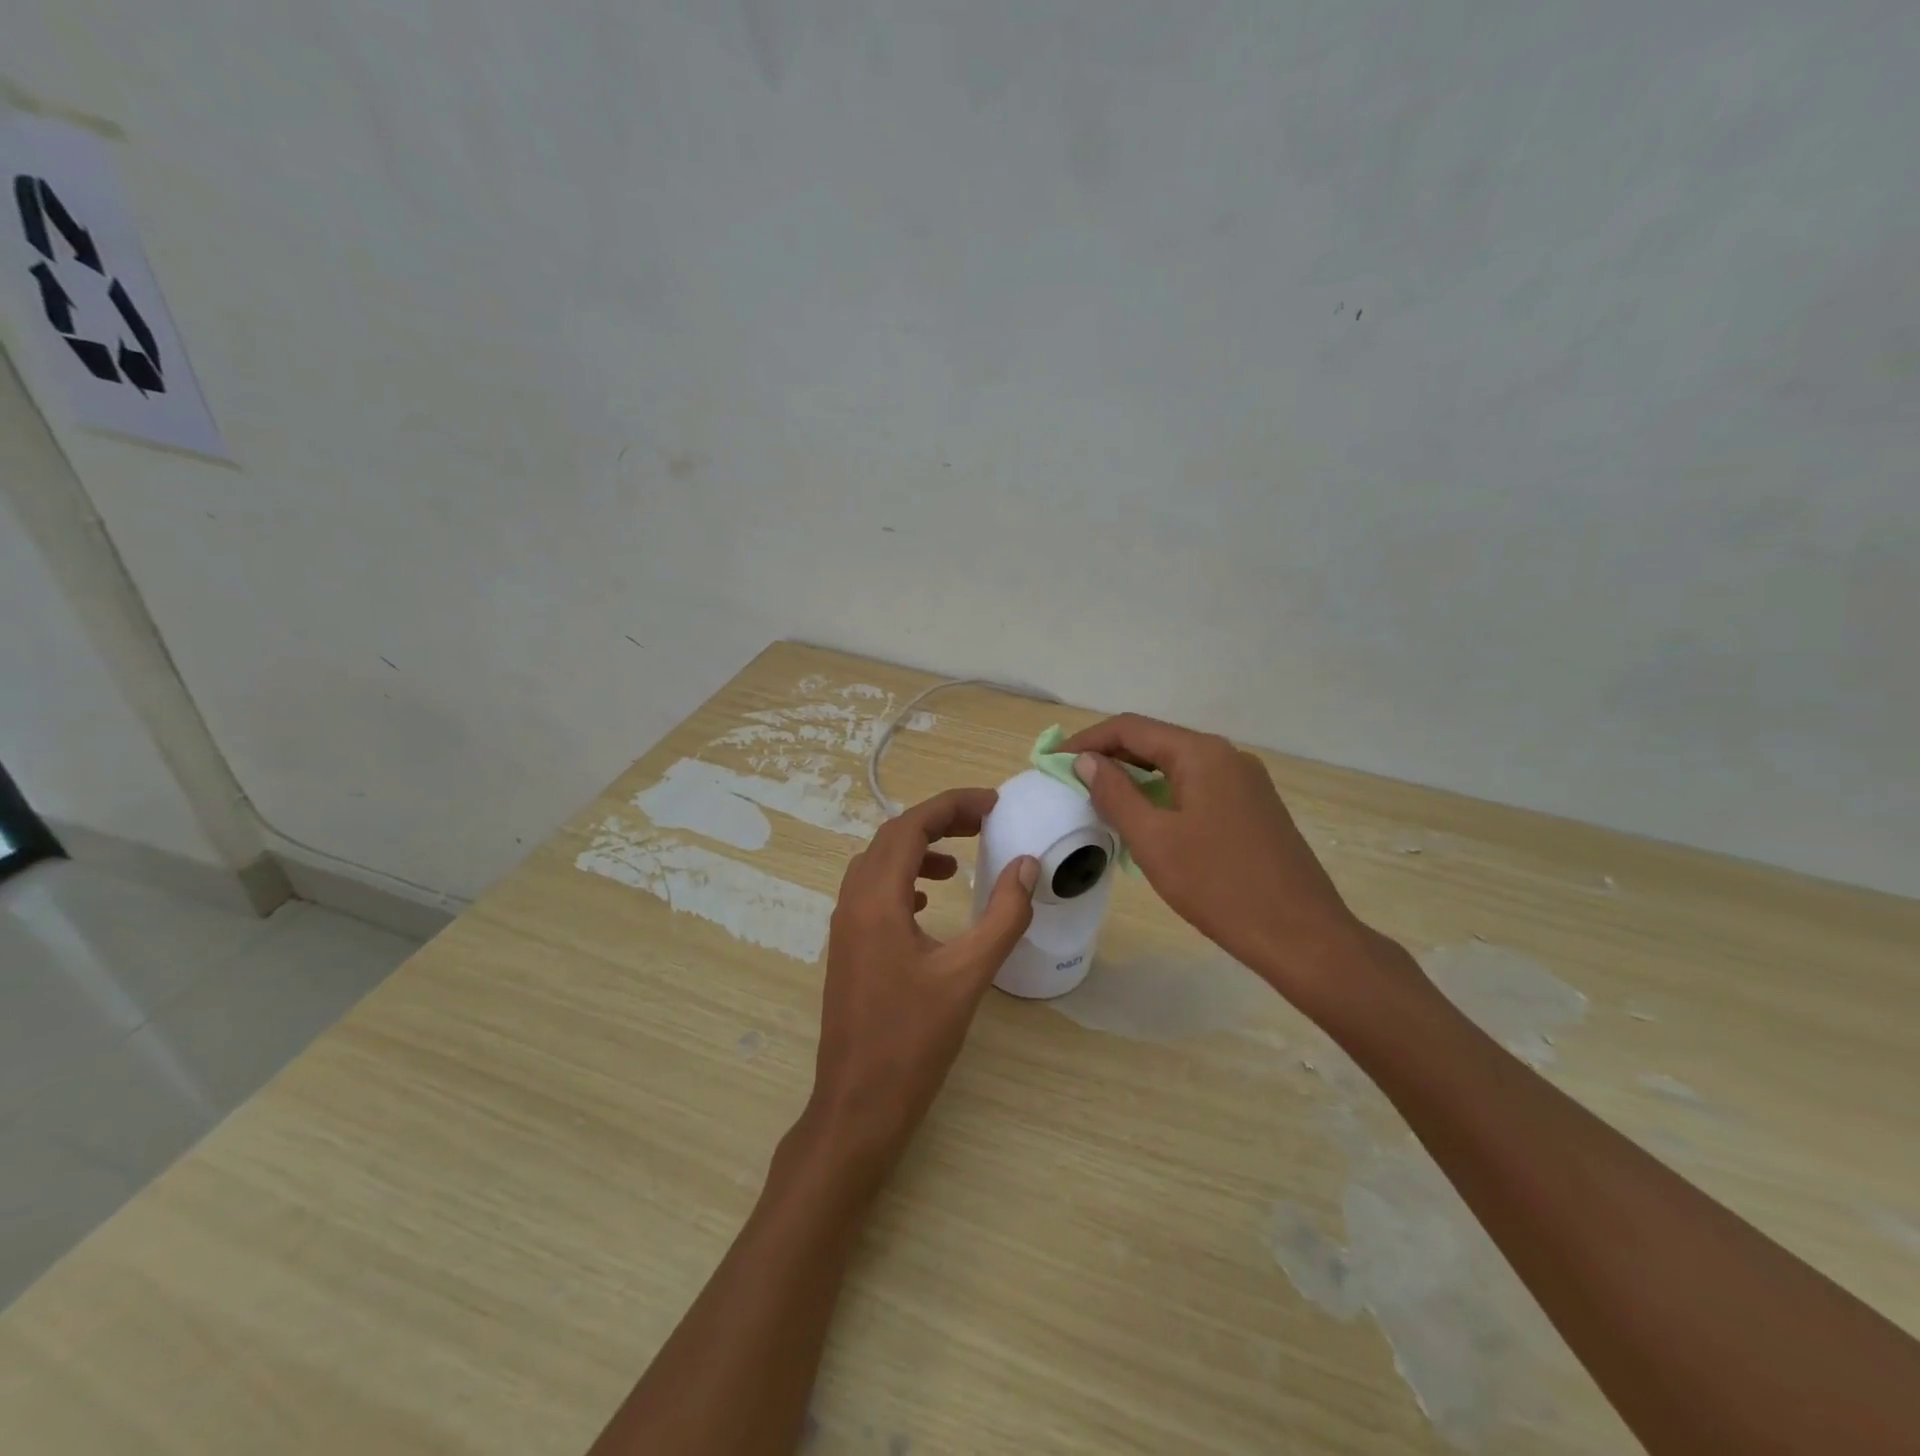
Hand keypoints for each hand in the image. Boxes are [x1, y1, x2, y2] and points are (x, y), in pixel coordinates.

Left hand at [806, 788, 1038, 1185]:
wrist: (857, 1105)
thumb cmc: (913, 1041)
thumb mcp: (968, 976)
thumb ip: (1003, 917)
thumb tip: (1026, 865)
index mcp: (876, 899)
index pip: (910, 826)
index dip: (952, 805)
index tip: (994, 804)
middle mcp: (853, 902)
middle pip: (891, 838)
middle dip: (938, 822)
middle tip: (984, 823)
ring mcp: (844, 926)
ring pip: (878, 864)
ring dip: (918, 850)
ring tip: (959, 863)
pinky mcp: (847, 949)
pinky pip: (872, 893)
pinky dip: (903, 882)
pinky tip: (929, 904)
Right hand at [1062, 714, 1368, 1005]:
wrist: (1301, 935)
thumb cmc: (1219, 885)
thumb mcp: (1153, 840)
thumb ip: (1115, 793)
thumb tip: (1087, 761)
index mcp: (1201, 753)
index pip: (1131, 728)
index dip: (1086, 741)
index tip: (1052, 762)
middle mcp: (1226, 755)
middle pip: (1155, 741)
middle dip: (1109, 756)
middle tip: (1069, 780)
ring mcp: (1245, 781)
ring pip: (1177, 765)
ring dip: (1135, 776)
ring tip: (1099, 799)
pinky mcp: (1254, 807)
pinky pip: (1197, 786)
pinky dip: (1163, 793)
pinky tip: (1146, 819)